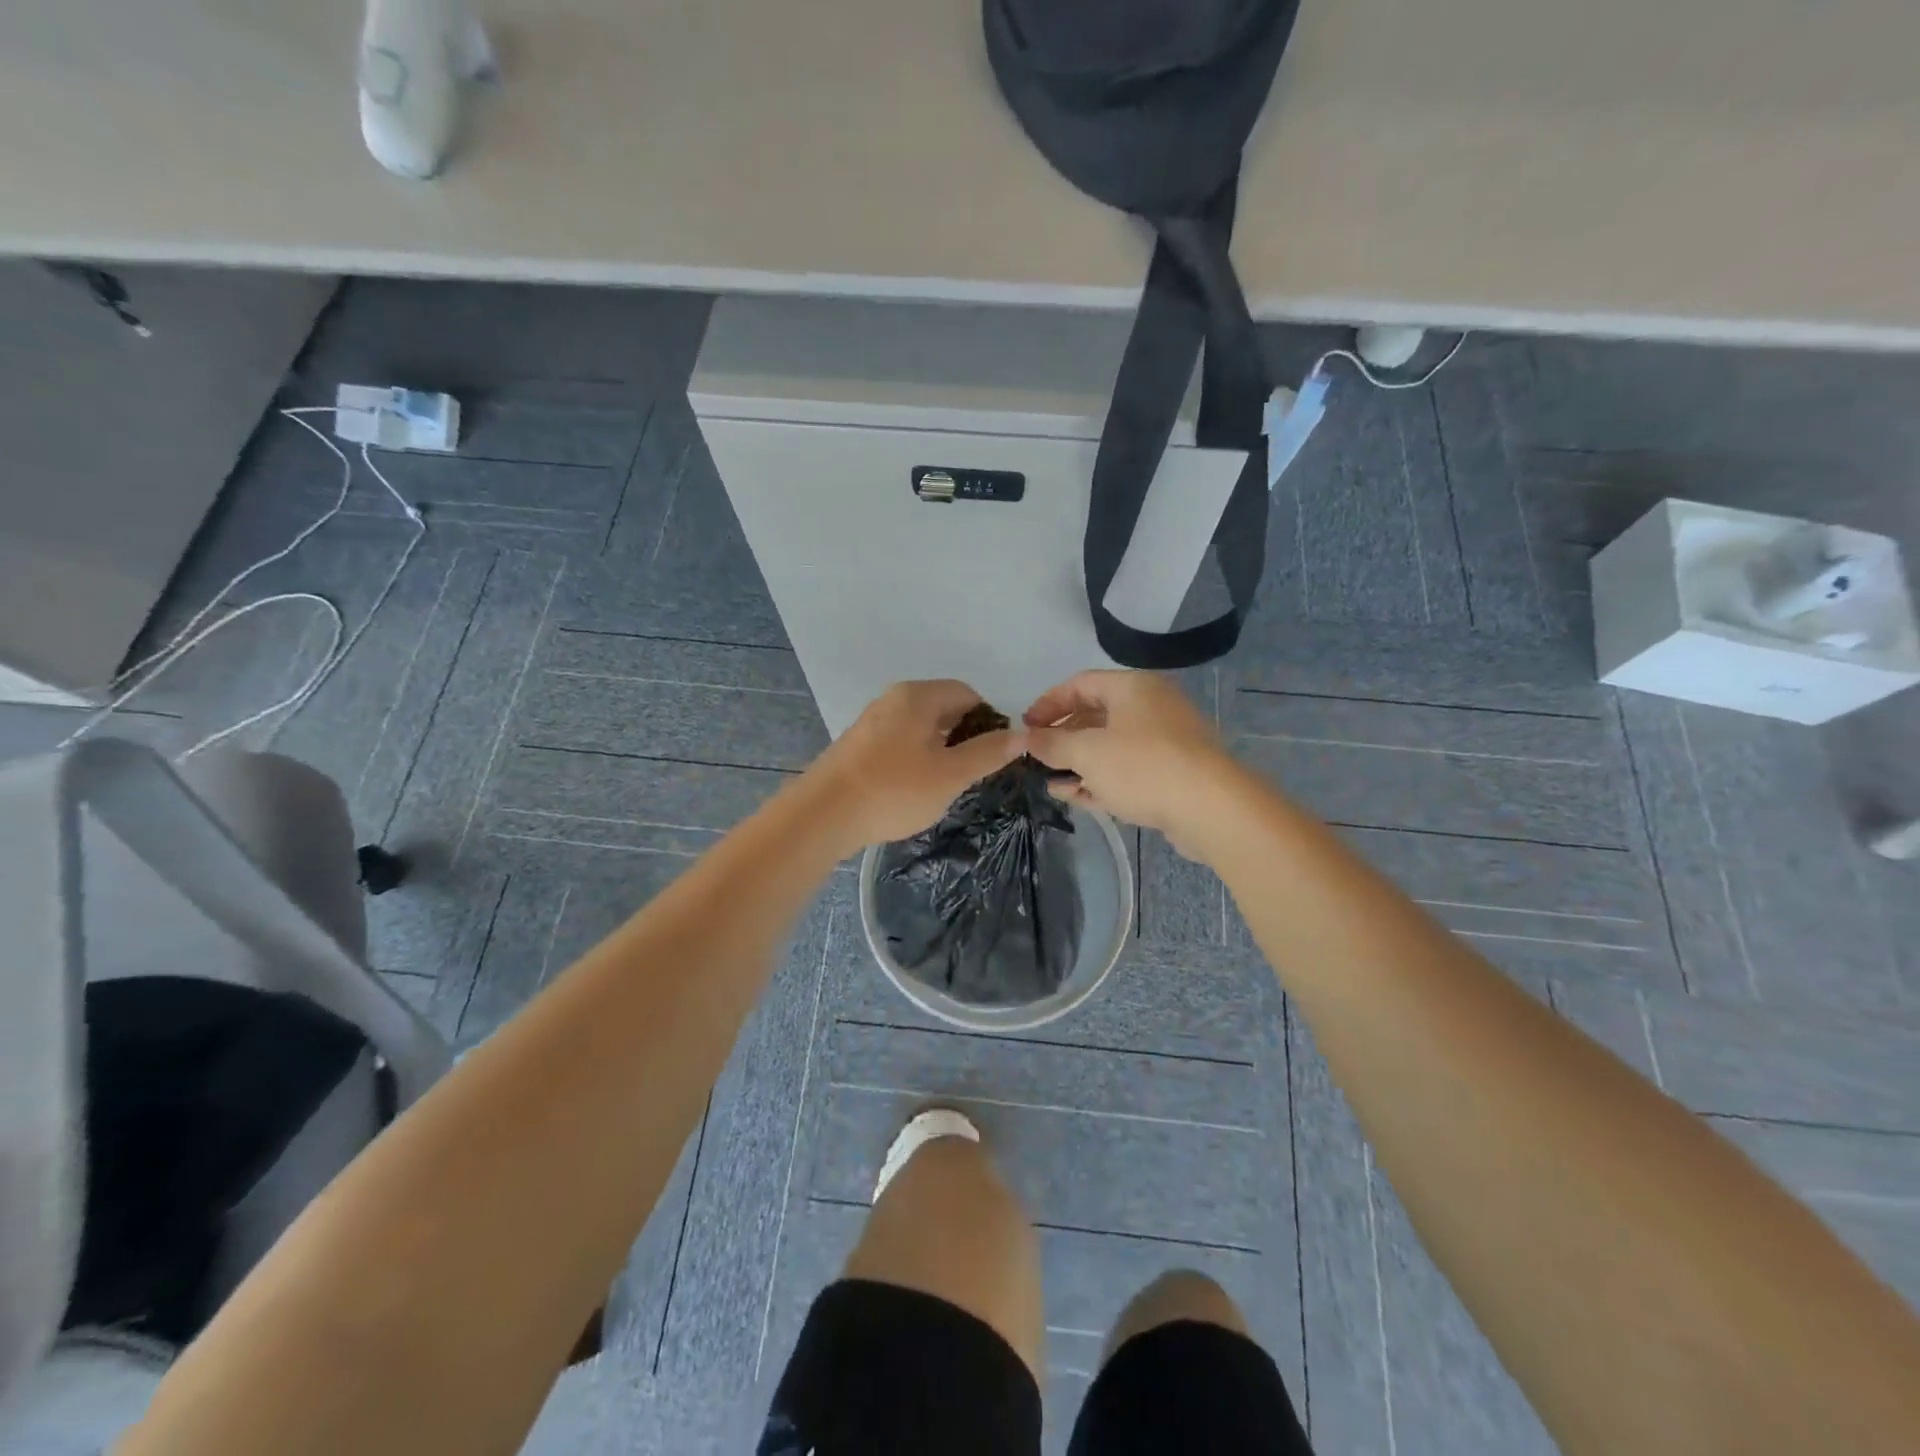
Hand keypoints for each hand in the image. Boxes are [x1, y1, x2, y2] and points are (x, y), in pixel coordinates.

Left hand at [809, 680, 1024, 849]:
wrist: (823, 815)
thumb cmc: (894, 790)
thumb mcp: (951, 774)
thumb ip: (988, 753)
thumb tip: (1022, 735)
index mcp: (918, 696)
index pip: (967, 694)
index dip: (989, 721)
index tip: (993, 755)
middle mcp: (893, 699)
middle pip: (942, 708)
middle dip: (963, 737)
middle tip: (970, 774)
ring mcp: (871, 721)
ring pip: (919, 727)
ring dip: (938, 750)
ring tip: (943, 785)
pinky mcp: (857, 745)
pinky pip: (898, 742)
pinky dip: (914, 758)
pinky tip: (911, 789)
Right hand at [1023, 670, 1243, 855]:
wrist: (1210, 808)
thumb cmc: (1142, 766)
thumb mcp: (1087, 753)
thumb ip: (1053, 744)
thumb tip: (1027, 738)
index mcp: (1132, 687)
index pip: (1079, 684)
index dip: (1048, 704)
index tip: (1026, 728)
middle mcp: (1151, 706)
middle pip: (1096, 716)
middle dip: (1064, 739)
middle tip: (1040, 758)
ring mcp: (1165, 740)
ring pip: (1111, 747)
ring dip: (1080, 765)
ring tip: (1055, 784)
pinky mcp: (1173, 772)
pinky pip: (1129, 769)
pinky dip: (1103, 779)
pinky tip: (1079, 798)